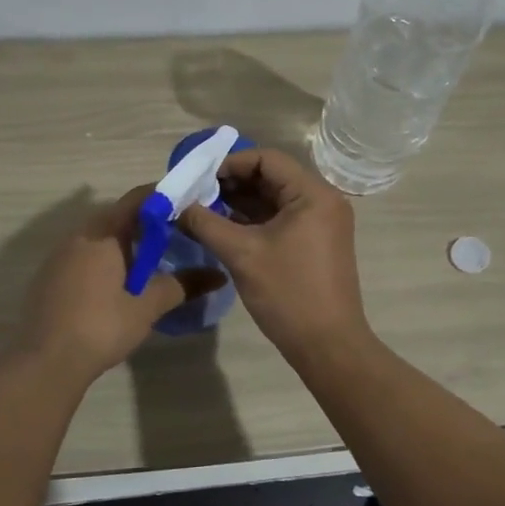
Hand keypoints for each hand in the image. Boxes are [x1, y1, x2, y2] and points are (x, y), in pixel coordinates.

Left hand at [11, 187, 224, 383]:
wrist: (45, 362)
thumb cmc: (101, 326)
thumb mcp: (147, 306)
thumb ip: (182, 285)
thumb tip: (218, 275)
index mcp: (103, 232)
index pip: (138, 198)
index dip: (164, 197)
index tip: (189, 205)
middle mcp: (79, 235)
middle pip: (118, 215)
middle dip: (147, 222)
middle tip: (177, 235)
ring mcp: (59, 255)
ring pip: (99, 236)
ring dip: (125, 242)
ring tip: (153, 259)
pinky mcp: (50, 276)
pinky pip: (84, 254)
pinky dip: (106, 258)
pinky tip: (119, 282)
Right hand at [177, 149, 370, 366]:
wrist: (328, 346)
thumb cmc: (288, 294)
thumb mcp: (241, 255)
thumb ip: (206, 223)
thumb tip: (176, 206)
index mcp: (313, 194)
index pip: (267, 159)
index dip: (230, 164)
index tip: (199, 179)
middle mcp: (322, 200)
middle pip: (271, 176)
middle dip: (232, 183)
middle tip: (196, 195)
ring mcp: (321, 222)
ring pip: (274, 199)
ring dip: (240, 202)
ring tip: (203, 210)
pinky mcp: (316, 242)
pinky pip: (281, 218)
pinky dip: (254, 220)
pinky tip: (224, 227)